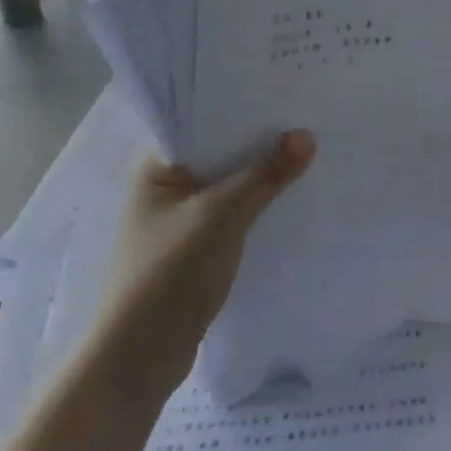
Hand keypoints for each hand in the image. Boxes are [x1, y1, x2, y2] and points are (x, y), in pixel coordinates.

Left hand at [95, 132, 316, 391]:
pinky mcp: (196, 248)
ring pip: (230, 185)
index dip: (244, 107)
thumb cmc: (171, 273)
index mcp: (159, 166)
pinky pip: (234, 213)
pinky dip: (258, 206)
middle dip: (261, 142)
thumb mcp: (222, 216)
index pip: (204, 120)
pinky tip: (292, 199)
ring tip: (310, 152)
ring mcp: (181, 219)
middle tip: (308, 118)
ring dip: (262, 176)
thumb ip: (265, 175)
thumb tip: (306, 136)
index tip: (286, 92)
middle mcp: (167, 186)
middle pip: (221, 152)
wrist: (140, 359)